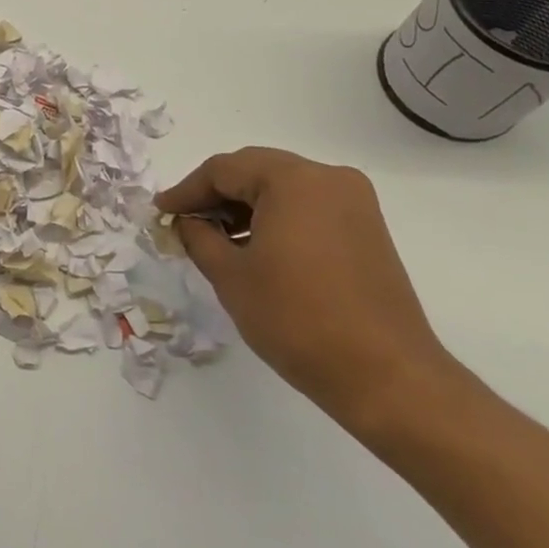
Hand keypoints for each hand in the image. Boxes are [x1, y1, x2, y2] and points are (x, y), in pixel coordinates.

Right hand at [157, 147, 457, 431]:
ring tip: (214, 239)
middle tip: (183, 222)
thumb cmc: (298, 319)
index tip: (160, 213)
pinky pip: (307, 207)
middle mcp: (328, 178)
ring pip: (281, 188)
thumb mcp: (231, 276)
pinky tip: (254, 247)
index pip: (223, 169)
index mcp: (293, 180)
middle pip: (254, 171)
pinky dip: (275, 218)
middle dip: (215, 195)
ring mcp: (354, 203)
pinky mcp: (366, 229)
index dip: (187, 191)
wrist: (387, 378)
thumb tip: (186, 222)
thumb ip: (199, 237)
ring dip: (245, 206)